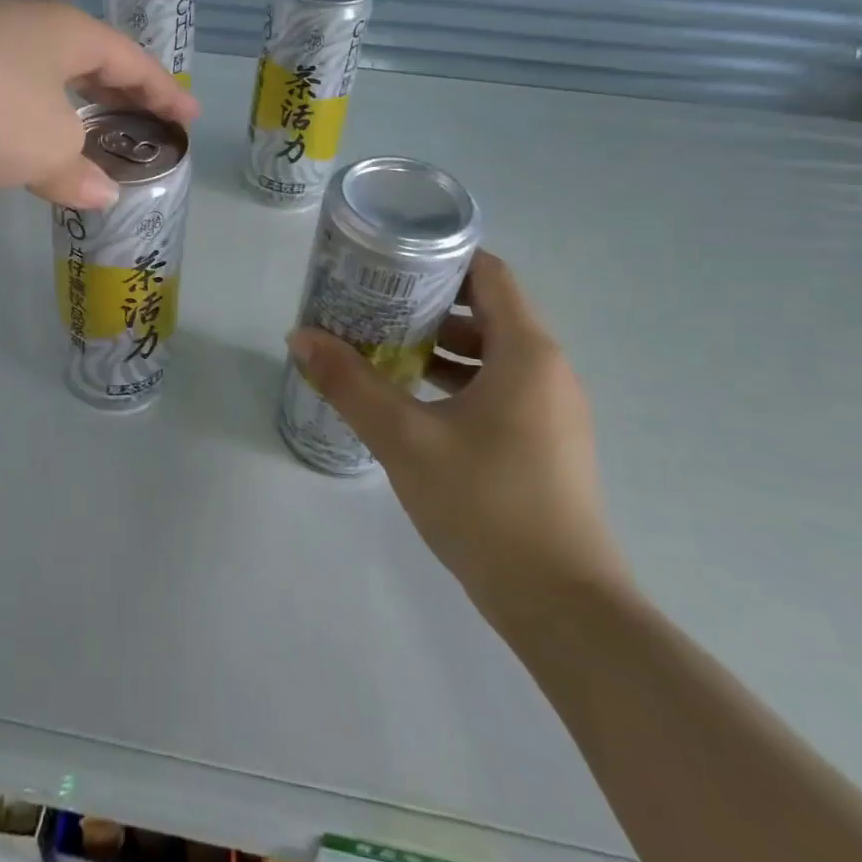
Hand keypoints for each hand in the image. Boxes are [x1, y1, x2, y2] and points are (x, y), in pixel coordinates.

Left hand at [0, 0, 198, 208]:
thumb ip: (79, 171)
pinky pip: (1, 98)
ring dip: (66, 111)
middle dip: (116, 96)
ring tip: (86, 140)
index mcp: (65, 31)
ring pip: (38, 80)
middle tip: (142, 123)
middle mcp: (23, 28)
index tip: (188, 117)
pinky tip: (22, 149)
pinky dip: (23, 124)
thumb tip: (99, 194)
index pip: (130, 60)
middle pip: (86, 61)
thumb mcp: (48, 146)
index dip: (163, 92)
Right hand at [286, 252, 631, 635]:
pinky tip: (413, 401)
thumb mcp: (404, 437)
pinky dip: (459, 380)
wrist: (562, 606)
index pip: (489, 273)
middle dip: (429, 303)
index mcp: (526, 352)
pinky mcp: (546, 444)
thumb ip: (349, 383)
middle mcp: (548, 370)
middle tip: (373, 302)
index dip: (441, 256)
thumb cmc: (485, 503)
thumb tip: (300, 336)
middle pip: (488, 311)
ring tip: (383, 347)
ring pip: (493, 353)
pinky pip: (500, 388)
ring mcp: (552, 410)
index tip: (391, 257)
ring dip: (441, 345)